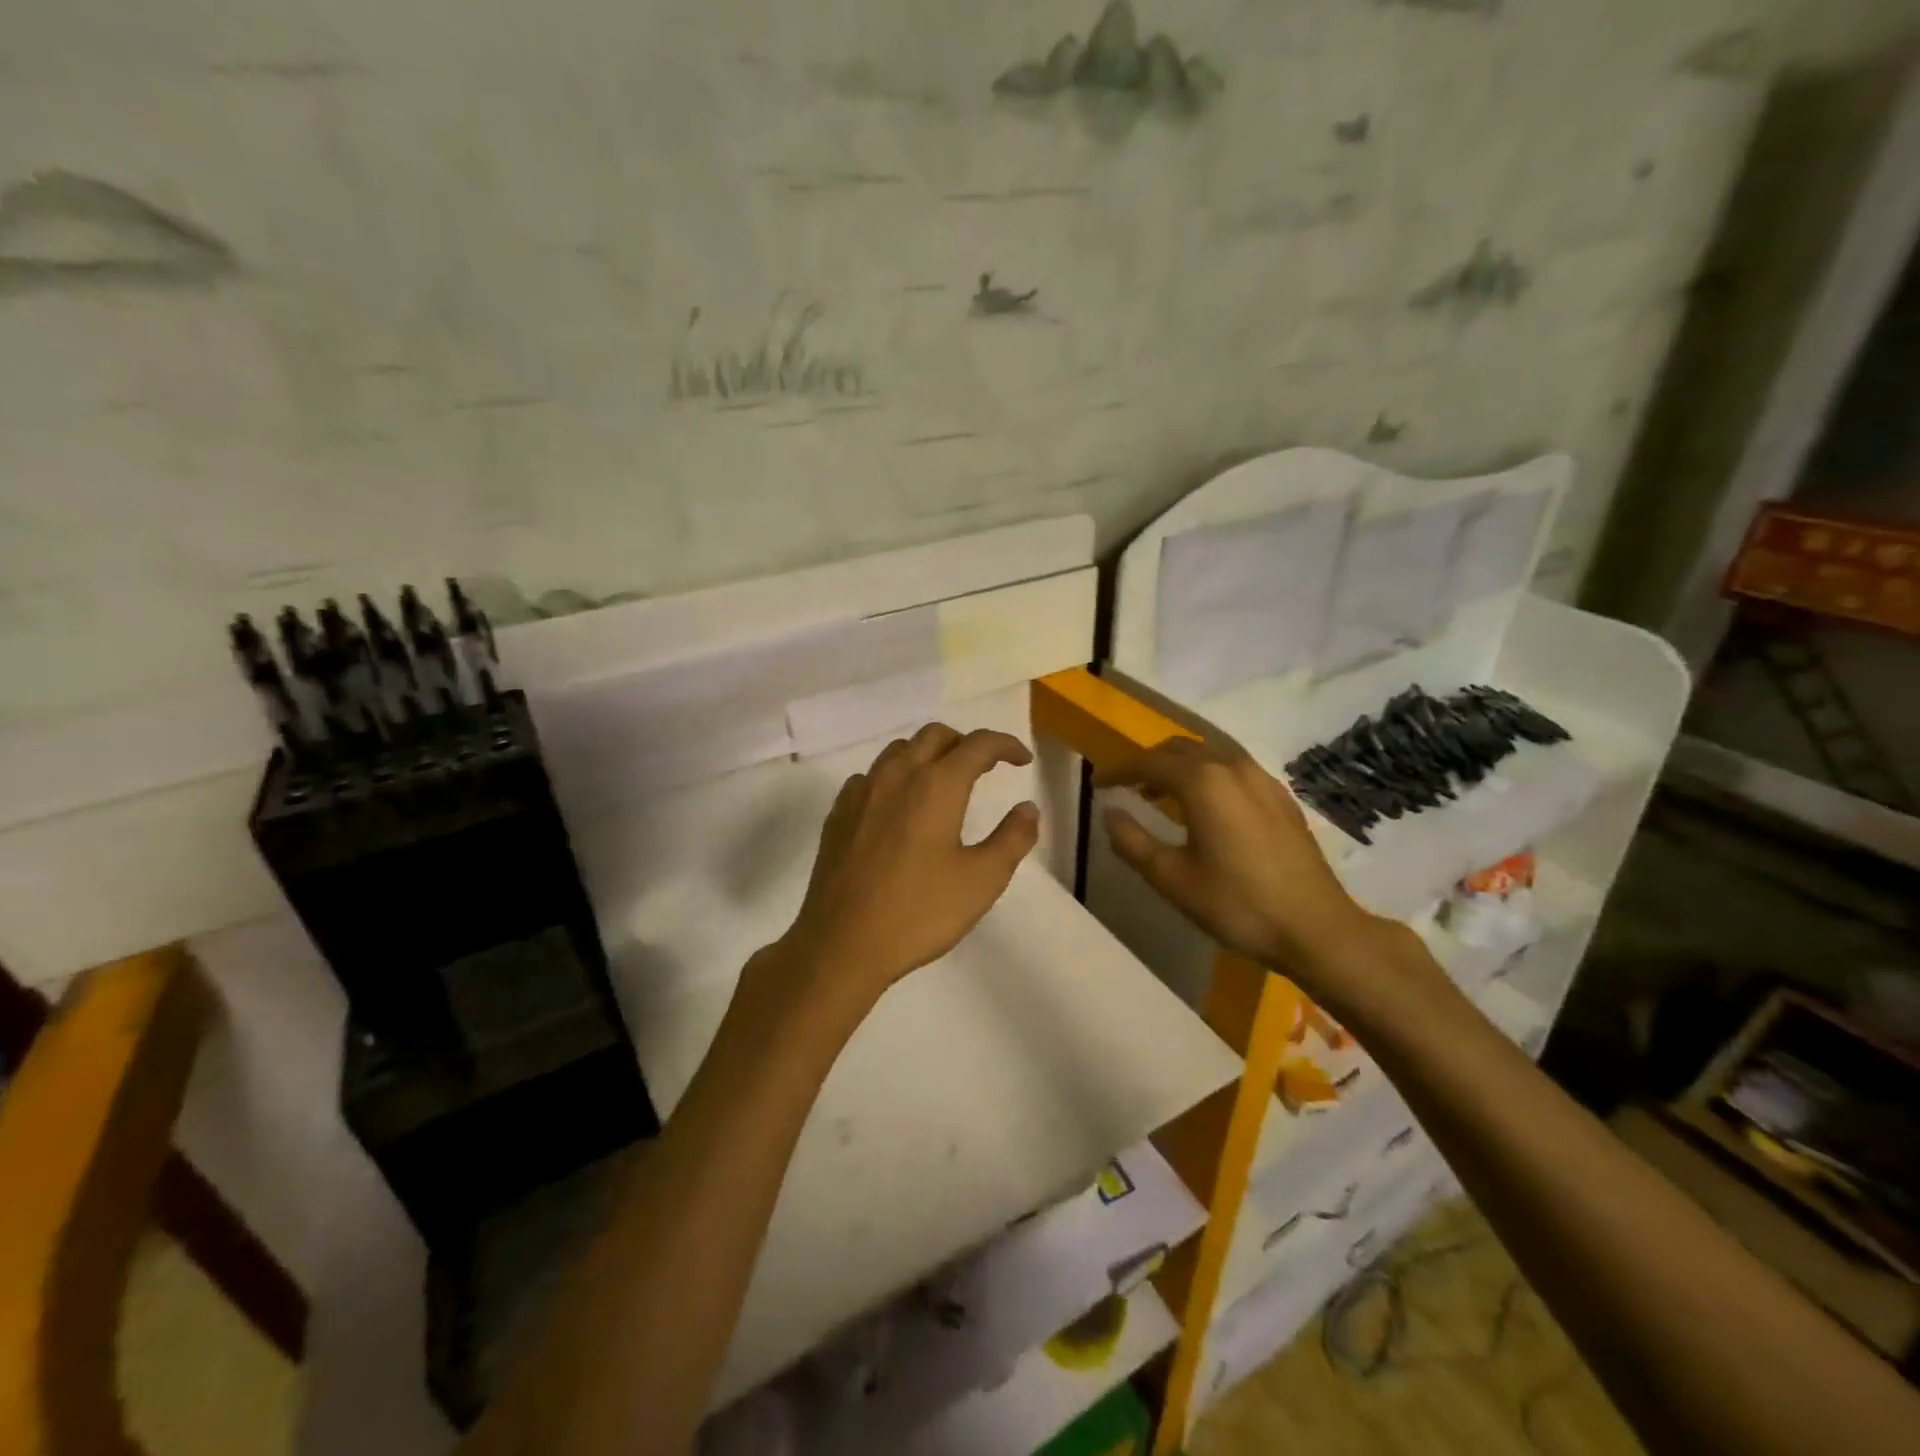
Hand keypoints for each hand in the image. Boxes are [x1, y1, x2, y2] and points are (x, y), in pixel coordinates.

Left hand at [761, 723, 1039, 1021]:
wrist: (842, 943)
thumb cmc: (919, 912)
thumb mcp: (982, 880)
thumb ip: (1012, 838)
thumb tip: (1027, 808)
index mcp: (937, 785)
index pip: (977, 744)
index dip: (1005, 745)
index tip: (1022, 759)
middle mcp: (897, 775)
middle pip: (935, 735)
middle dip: (965, 743)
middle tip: (985, 768)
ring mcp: (862, 792)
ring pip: (899, 750)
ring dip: (928, 754)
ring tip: (944, 782)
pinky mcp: (838, 813)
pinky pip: (871, 776)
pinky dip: (895, 777)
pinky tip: (898, 806)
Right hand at [1098, 736, 1385, 991]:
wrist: (1315, 928)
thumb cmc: (1236, 904)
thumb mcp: (1172, 878)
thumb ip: (1132, 841)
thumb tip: (1110, 813)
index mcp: (1203, 782)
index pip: (1149, 762)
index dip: (1119, 771)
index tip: (1097, 784)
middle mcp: (1232, 768)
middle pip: (1180, 748)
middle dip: (1149, 762)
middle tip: (1127, 786)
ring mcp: (1262, 780)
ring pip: (1210, 754)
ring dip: (1179, 766)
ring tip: (1161, 795)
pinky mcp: (1281, 797)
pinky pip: (1233, 768)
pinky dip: (1207, 775)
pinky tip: (1205, 806)